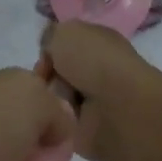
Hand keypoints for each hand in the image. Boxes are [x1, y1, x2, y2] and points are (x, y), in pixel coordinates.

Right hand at [39, 21, 161, 160]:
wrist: (117, 108)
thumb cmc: (94, 62)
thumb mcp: (66, 32)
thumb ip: (52, 35)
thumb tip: (50, 51)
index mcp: (99, 42)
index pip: (66, 45)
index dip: (50, 51)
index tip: (44, 59)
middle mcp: (99, 69)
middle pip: (57, 72)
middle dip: (47, 76)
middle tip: (44, 81)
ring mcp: (95, 101)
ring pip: (56, 96)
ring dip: (51, 99)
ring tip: (55, 102)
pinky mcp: (89, 128)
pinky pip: (61, 121)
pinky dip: (57, 120)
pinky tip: (59, 118)